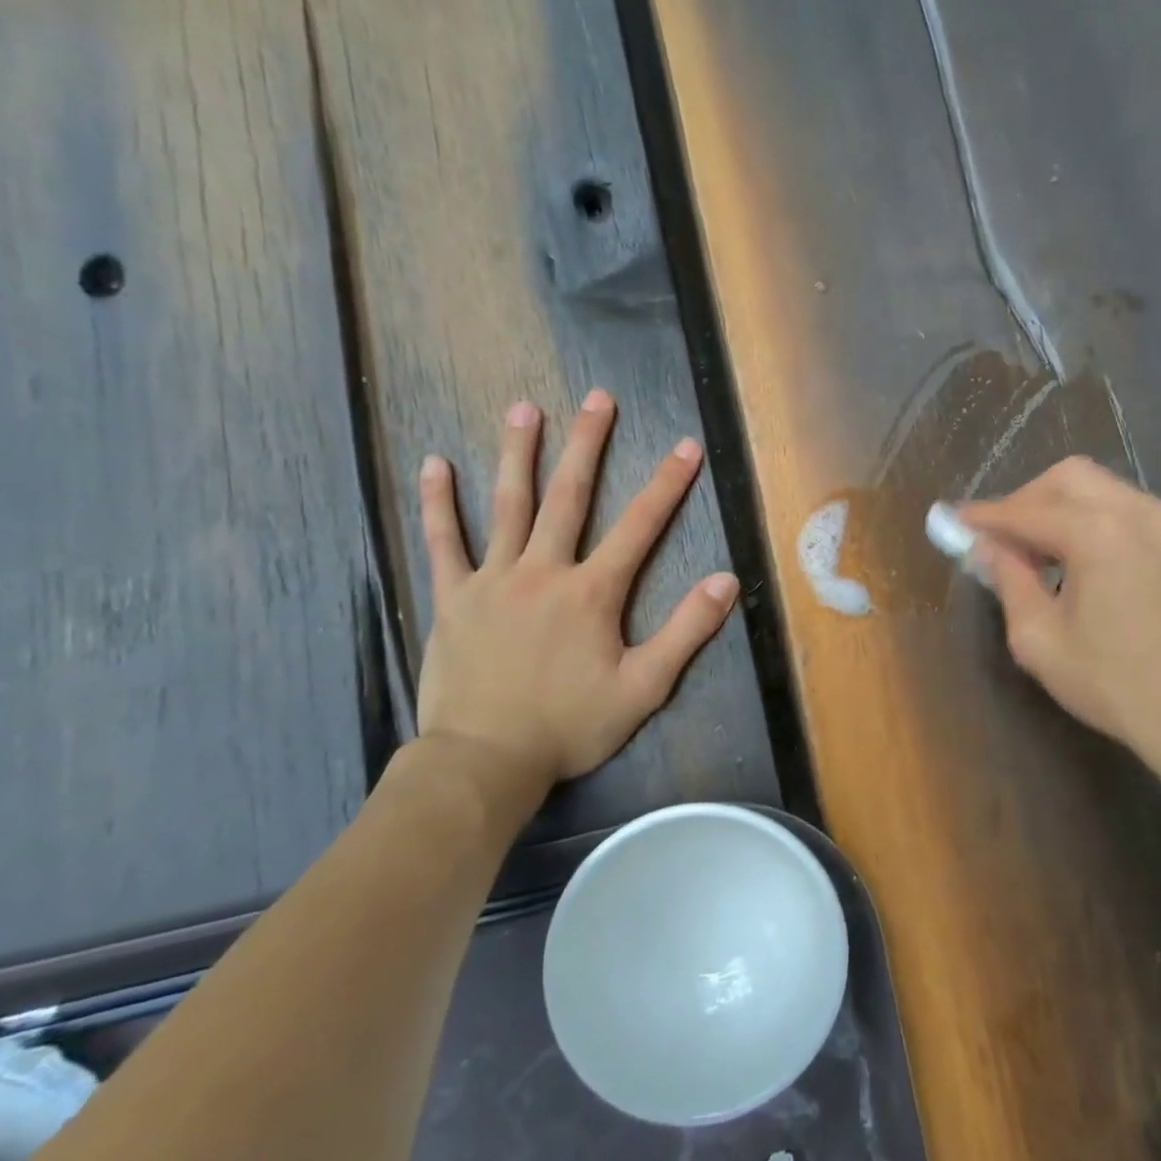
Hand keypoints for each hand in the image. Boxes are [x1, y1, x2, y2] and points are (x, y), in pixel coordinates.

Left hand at [414, 390, 739, 794]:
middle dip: (588, 444)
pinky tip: (434, 464)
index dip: (667, 484)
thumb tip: (726, 581)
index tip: (686, 446)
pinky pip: (443, 542)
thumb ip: (686, 632)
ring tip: (525, 408)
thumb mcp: (643, 688)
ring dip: (518, 453)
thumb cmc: (569, 726)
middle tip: (598, 398)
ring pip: (507, 505)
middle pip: (569, 497)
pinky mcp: (453, 597)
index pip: (639, 526)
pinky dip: (438, 503)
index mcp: (592, 593)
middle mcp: (543, 571)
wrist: (485, 762)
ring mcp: (493, 580)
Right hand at [960, 458, 1160, 784]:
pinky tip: (1073, 556)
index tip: (953, 521)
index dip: (986, 516)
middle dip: (1024, 500)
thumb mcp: (1039, 639)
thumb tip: (984, 547)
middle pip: (1065, 478)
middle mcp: (1136, 512)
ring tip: (1033, 551)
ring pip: (1096, 486)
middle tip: (998, 539)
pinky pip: (1120, 505)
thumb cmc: (1113, 684)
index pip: (1027, 511)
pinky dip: (1087, 517)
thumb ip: (1008, 580)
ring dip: (1056, 506)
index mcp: (1099, 535)